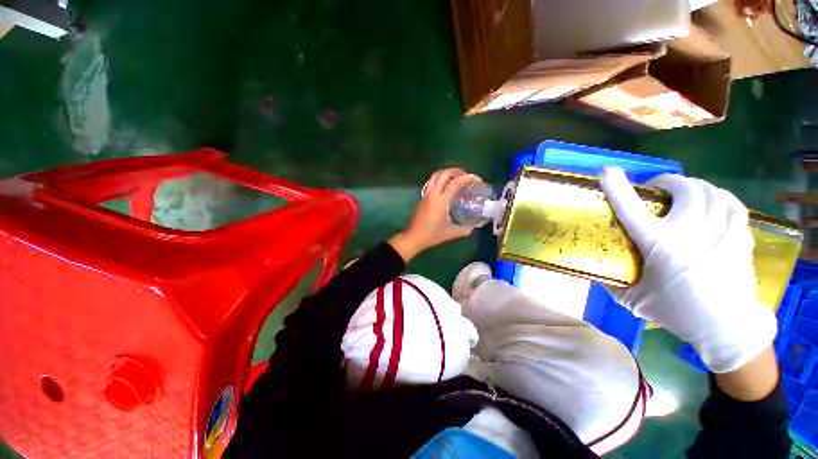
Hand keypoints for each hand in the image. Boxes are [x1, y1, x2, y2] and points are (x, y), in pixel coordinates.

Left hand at [388, 168, 482, 262]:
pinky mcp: (422, 197)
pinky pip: (431, 182)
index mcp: (441, 201)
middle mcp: (432, 194)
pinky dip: (440, 179)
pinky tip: (446, 187)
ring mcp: (425, 194)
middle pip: (444, 173)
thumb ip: (464, 229)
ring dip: (447, 173)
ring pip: (435, 175)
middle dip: (457, 171)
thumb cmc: (431, 235)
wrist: (413, 237)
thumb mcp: (451, 233)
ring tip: (456, 178)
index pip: (456, 182)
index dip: (469, 178)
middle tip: (466, 176)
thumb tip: (473, 226)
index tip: (478, 180)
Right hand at [599, 167, 776, 373]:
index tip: (606, 171)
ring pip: (711, 191)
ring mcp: (721, 232)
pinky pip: (731, 203)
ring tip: (684, 193)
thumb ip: (609, 280)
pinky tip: (711, 203)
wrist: (727, 327)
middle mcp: (691, 233)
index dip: (617, 187)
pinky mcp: (740, 236)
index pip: (632, 209)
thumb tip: (588, 265)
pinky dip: (718, 196)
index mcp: (660, 246)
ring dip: (694, 186)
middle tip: (657, 188)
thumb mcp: (633, 299)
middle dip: (668, 182)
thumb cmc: (676, 312)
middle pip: (685, 189)